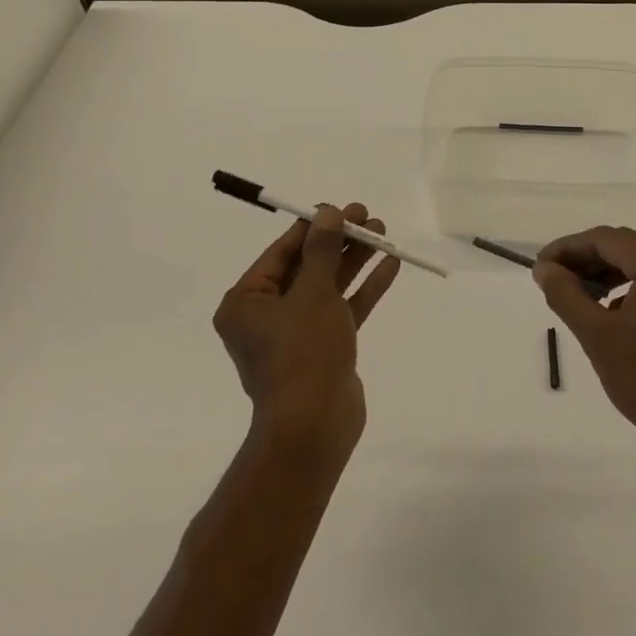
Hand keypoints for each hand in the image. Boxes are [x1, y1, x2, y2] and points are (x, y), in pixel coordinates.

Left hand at [215, 203, 400, 448]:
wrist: (315, 427)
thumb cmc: (303, 352)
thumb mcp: (313, 293)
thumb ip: (321, 251)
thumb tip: (327, 214)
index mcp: (246, 302)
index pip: (281, 252)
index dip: (314, 227)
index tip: (342, 208)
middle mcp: (266, 316)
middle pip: (307, 267)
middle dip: (339, 242)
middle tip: (369, 217)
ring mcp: (296, 335)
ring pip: (328, 287)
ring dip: (355, 261)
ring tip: (383, 233)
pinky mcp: (323, 350)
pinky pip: (342, 310)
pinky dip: (363, 289)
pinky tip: (389, 265)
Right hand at [534, 226, 635, 464]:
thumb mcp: (596, 335)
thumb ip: (565, 294)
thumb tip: (544, 269)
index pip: (605, 239)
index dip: (568, 248)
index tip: (540, 268)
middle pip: (624, 247)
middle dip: (585, 260)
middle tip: (551, 280)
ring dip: (605, 274)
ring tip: (574, 295)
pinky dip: (627, 288)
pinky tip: (608, 312)